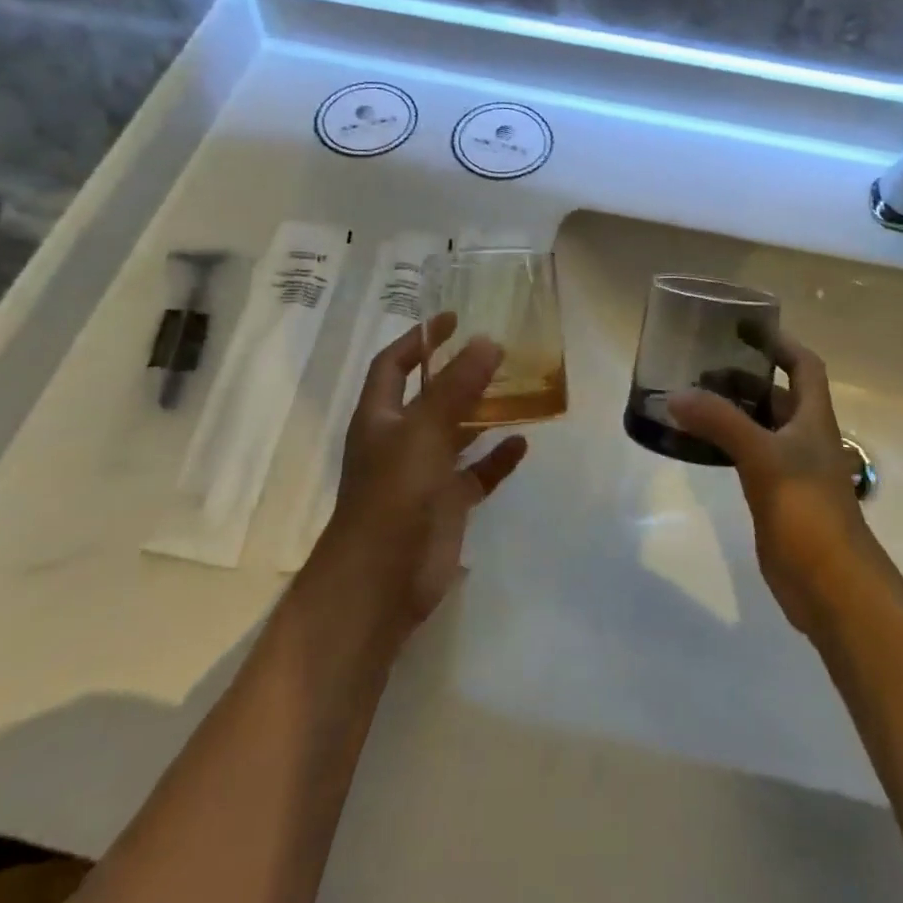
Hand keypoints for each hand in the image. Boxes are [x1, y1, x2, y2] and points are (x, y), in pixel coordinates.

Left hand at [315, 313, 527, 635]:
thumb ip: (457, 386)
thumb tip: (488, 340)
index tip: (453, 318)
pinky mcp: (447, 504)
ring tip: (519, 389)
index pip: (394, 364)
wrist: (381, 584)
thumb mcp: (423, 432)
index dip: (419, 339)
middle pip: (431, 395)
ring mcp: (424, 473)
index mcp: (380, 416)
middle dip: (460, 373)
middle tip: (499, 350)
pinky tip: (522, 445)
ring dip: (483, 413)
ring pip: (457, 433)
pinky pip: (476, 473)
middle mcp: (400, 439)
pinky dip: (497, 459)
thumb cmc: (392, 496)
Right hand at [668, 332, 878, 637]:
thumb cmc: (807, 510)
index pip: (803, 365)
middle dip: (743, 375)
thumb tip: (675, 395)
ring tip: (690, 396)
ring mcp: (789, 468)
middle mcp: (804, 437)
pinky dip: (725, 443)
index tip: (745, 327)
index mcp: (813, 418)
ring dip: (731, 410)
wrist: (831, 586)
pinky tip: (697, 442)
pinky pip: (747, 456)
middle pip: (776, 394)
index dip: (780, 343)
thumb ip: (720, 422)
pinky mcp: (774, 496)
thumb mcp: (763, 457)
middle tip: (700, 364)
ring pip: (759, 426)